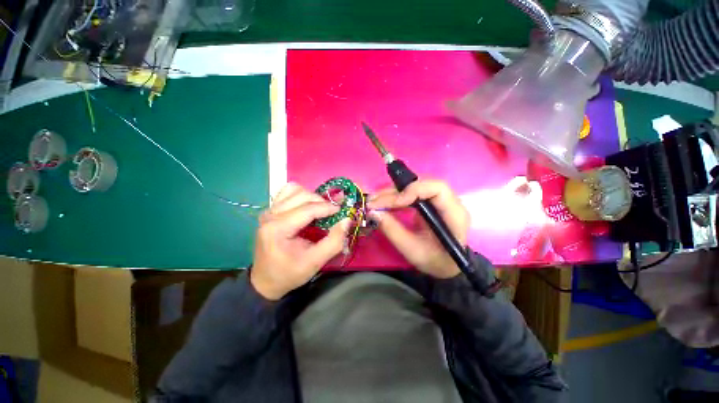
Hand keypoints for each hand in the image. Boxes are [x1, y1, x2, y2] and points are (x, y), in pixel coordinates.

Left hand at [251, 183, 349, 299]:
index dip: (328, 208)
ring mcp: (269, 211)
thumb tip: (347, 220)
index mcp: (278, 228)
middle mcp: (271, 215)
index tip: (342, 212)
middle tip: (333, 213)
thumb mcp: (315, 262)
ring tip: (320, 209)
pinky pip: (287, 193)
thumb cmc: (290, 273)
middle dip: (321, 201)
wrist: (265, 281)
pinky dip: (301, 196)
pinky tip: (308, 207)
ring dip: (311, 197)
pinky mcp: (270, 211)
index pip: (308, 209)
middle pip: (302, 195)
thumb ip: (334, 241)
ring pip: (294, 190)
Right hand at [368, 180, 469, 278]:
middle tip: (374, 201)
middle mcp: (450, 202)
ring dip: (393, 192)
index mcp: (454, 214)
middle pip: (422, 184)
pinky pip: (412, 192)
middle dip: (396, 191)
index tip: (392, 203)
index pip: (437, 189)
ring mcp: (439, 200)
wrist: (446, 265)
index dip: (413, 190)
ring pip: (415, 186)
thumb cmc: (434, 261)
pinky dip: (396, 197)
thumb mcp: (412, 250)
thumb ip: (393, 230)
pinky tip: (384, 202)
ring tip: (375, 201)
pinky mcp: (430, 202)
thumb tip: (373, 212)